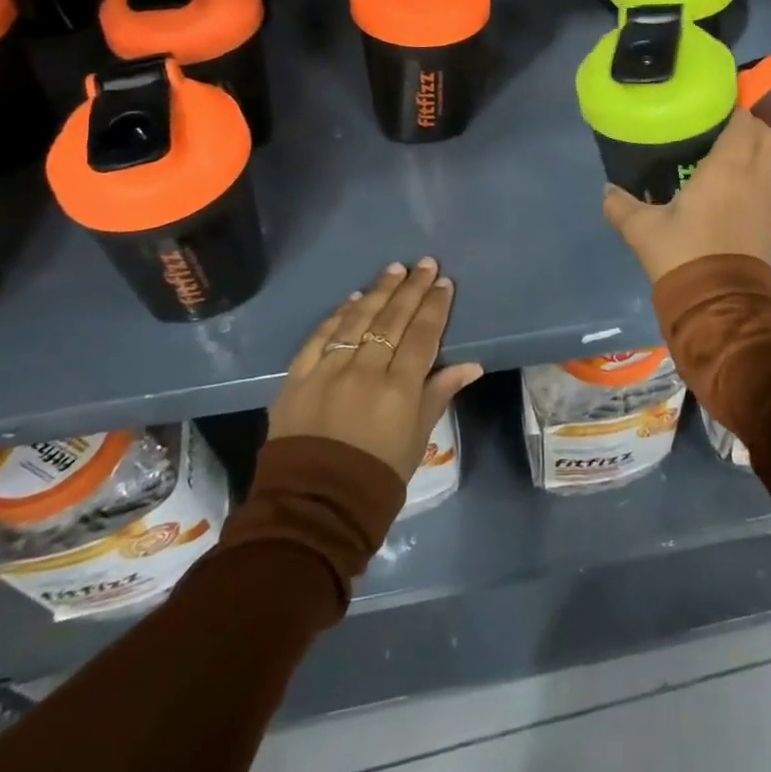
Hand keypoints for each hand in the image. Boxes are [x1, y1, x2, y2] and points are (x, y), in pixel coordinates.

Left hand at [268, 258, 483, 481]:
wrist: (313, 507)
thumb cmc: (377, 477)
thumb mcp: (417, 438)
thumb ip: (439, 393)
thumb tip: (472, 364)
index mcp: (399, 388)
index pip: (422, 335)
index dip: (434, 306)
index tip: (444, 282)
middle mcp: (366, 371)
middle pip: (393, 319)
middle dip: (411, 288)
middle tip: (425, 263)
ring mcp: (329, 371)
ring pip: (358, 320)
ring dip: (379, 292)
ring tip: (394, 270)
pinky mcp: (298, 377)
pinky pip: (321, 337)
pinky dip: (338, 315)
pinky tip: (353, 299)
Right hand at [601, 106, 770, 285]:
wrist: (721, 306)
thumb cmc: (684, 255)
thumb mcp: (643, 230)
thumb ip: (622, 206)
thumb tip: (607, 190)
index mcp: (727, 168)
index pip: (743, 122)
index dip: (733, 109)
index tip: (713, 107)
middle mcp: (755, 177)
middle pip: (769, 135)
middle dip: (751, 125)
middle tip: (722, 128)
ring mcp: (768, 201)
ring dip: (756, 150)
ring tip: (726, 154)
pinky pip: (769, 184)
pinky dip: (757, 175)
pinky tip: (731, 186)